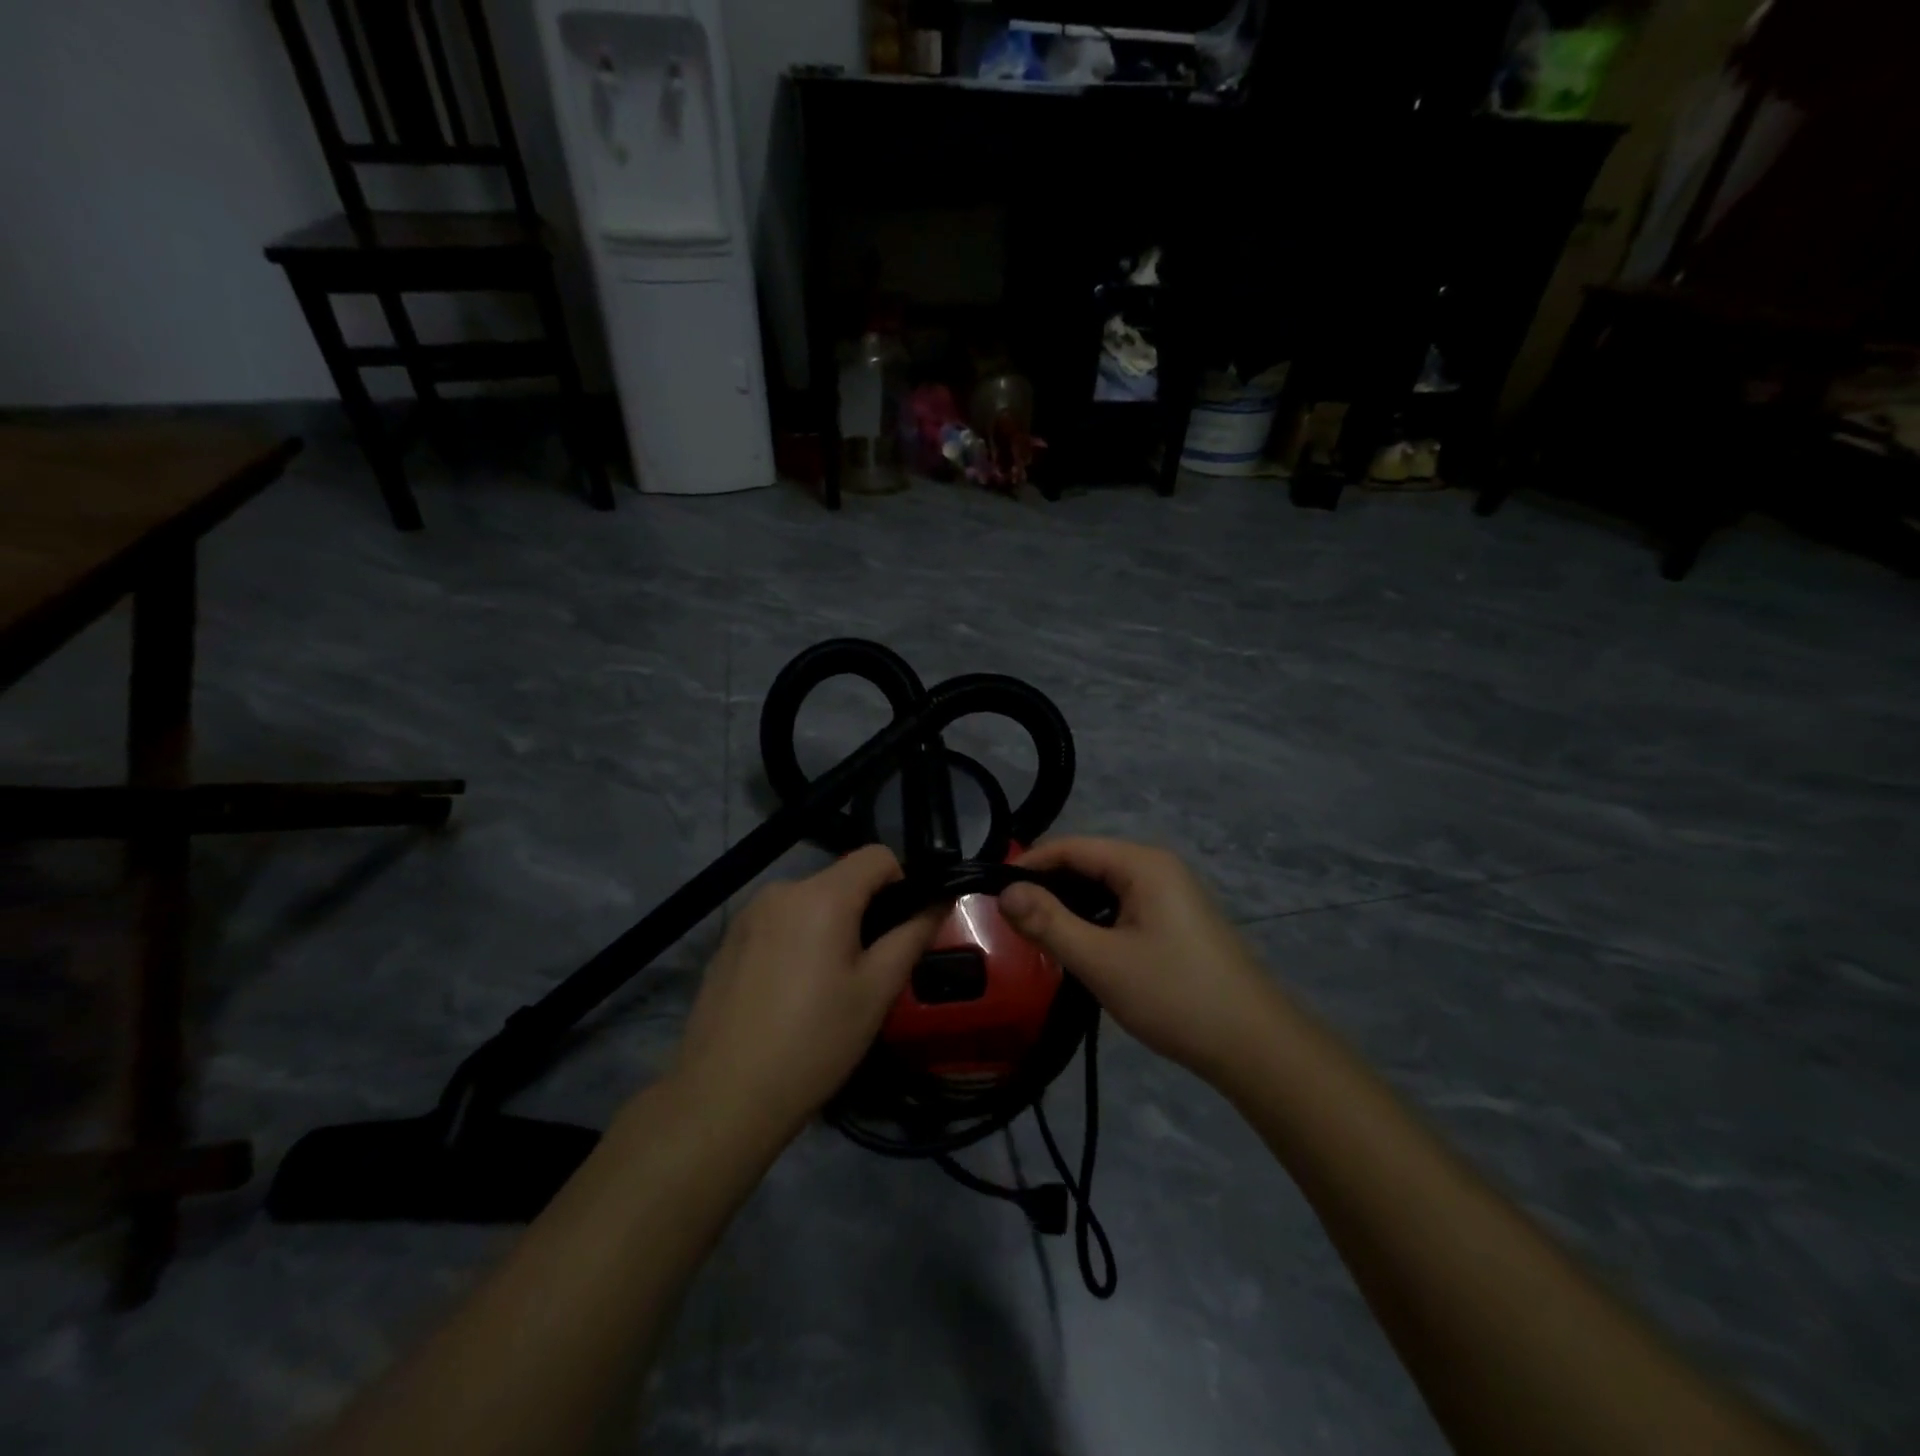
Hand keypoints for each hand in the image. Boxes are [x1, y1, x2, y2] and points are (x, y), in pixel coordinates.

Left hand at [674, 846, 940, 1136]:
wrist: (723, 1098)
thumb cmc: (814, 1042)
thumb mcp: (877, 991)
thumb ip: (913, 935)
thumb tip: (940, 900)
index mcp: (821, 895)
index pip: (877, 856)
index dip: (902, 883)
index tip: (903, 928)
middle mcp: (781, 891)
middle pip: (841, 880)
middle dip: (865, 912)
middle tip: (869, 971)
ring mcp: (748, 915)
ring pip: (809, 903)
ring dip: (830, 927)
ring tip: (828, 988)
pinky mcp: (728, 941)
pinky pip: (779, 924)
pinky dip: (797, 942)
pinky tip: (789, 995)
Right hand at [998, 838, 1278, 1084]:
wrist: (1254, 1046)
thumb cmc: (1175, 996)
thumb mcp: (1102, 961)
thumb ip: (1049, 923)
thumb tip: (1005, 892)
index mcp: (1143, 863)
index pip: (1071, 847)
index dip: (1029, 865)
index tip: (992, 893)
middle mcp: (1158, 866)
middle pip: (1087, 863)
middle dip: (1048, 887)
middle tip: (1011, 922)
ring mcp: (1171, 893)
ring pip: (1104, 886)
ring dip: (1070, 906)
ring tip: (1038, 936)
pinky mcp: (1176, 920)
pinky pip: (1122, 905)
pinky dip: (1095, 919)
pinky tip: (1080, 946)